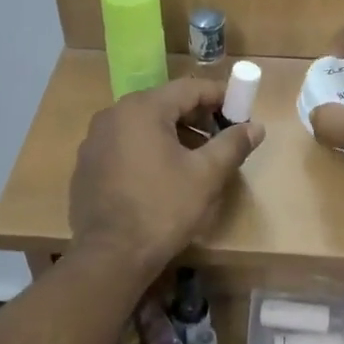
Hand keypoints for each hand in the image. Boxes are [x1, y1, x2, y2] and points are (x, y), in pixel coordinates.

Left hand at [70, 78, 263, 273]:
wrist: (110, 256)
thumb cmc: (163, 209)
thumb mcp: (206, 176)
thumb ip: (232, 145)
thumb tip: (256, 127)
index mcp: (142, 109)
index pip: (189, 88)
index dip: (219, 96)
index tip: (241, 111)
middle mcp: (113, 115)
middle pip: (164, 104)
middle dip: (197, 117)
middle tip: (222, 137)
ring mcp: (95, 140)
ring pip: (143, 126)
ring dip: (174, 135)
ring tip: (197, 160)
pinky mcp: (87, 165)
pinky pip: (125, 145)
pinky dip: (149, 151)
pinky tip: (164, 177)